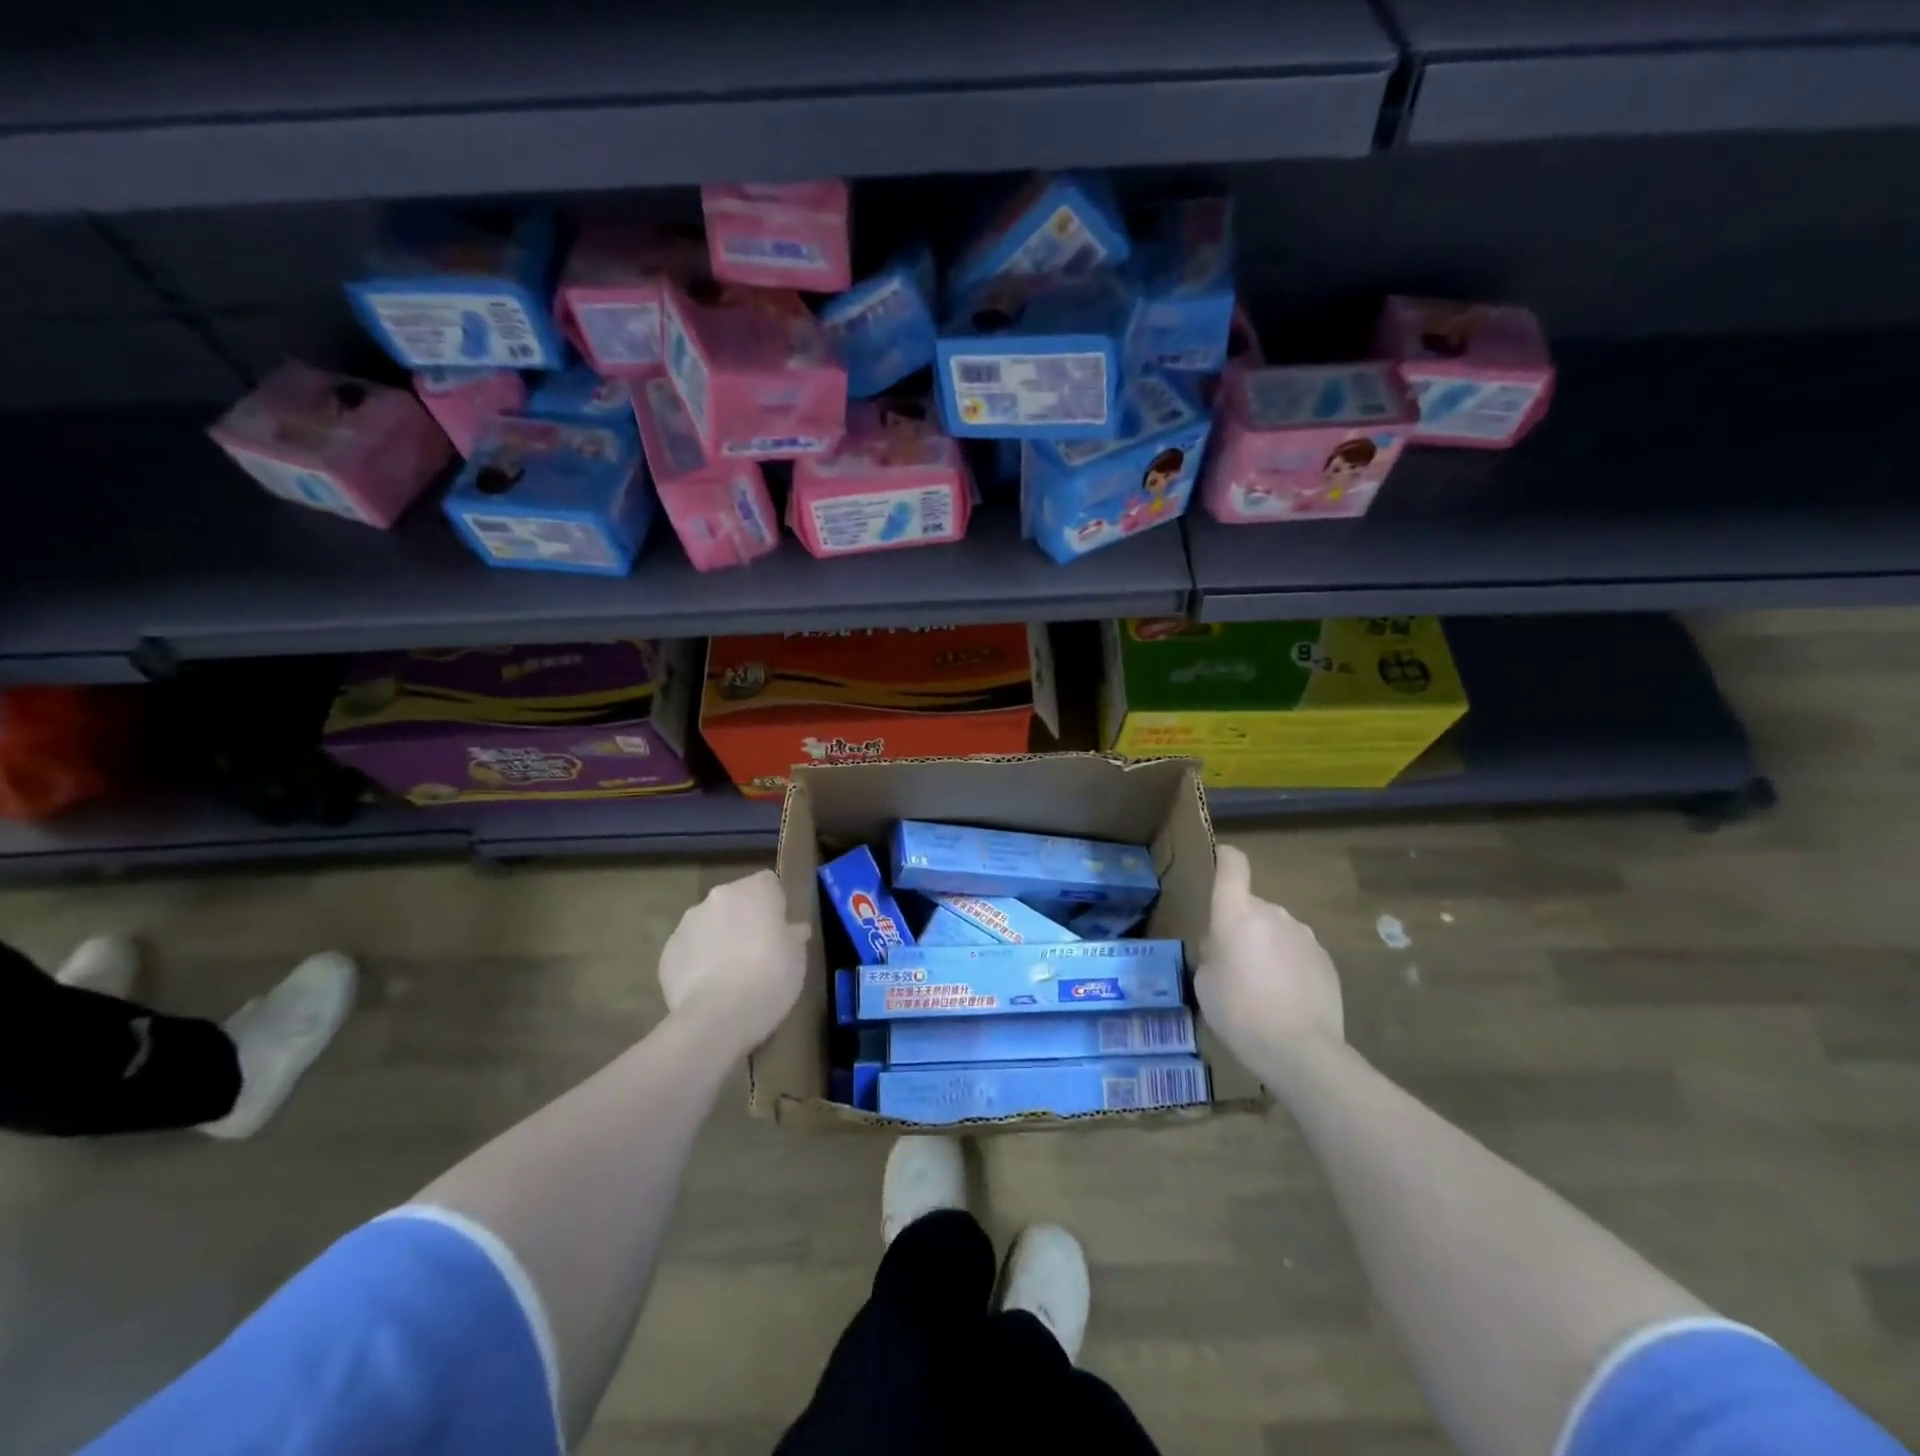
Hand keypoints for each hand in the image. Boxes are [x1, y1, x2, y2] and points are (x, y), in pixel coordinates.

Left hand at [658, 869, 810, 1056]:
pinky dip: (697, 962)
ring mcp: (687, 923)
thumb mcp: (797, 956)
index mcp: (754, 890)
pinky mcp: (667, 952)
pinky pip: (689, 950)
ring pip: (708, 924)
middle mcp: (718, 897)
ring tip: (730, 974)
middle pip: (735, 900)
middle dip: (743, 919)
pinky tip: (708, 988)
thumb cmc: (771, 976)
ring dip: (718, 938)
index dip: (774, 903)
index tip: (779, 928)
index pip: (768, 882)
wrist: (719, 1015)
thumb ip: (793, 936)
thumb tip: (794, 930)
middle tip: (757, 951)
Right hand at [1196, 845, 1343, 1068]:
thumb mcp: (1205, 983)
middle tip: (1232, 962)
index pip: (1233, 866)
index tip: (1220, 861)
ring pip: (1276, 930)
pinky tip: (1286, 998)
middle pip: (1252, 906)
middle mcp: (1273, 914)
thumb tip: (1221, 946)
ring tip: (1262, 986)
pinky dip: (1289, 965)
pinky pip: (1298, 952)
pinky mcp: (1326, 960)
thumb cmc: (1238, 1011)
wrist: (1300, 1050)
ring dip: (1266, 946)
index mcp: (1236, 914)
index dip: (1226, 859)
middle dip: (1241, 926)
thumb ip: (1211, 954)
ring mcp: (1304, 936)